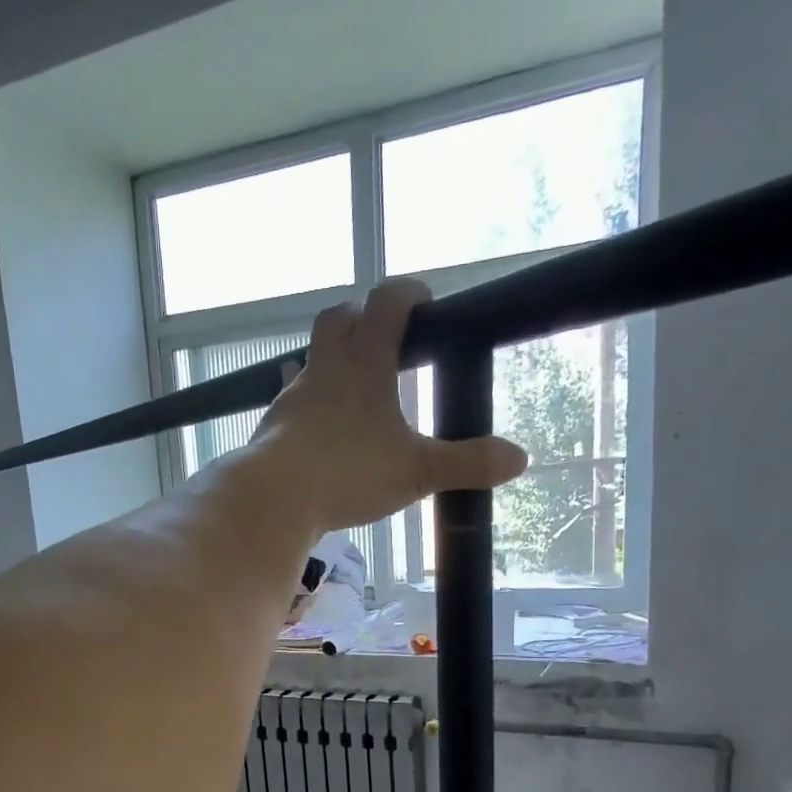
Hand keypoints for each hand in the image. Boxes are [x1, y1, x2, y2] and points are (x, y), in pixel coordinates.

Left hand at [248, 279, 526, 531]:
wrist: (274, 498)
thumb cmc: (349, 473)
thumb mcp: (418, 471)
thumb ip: (467, 463)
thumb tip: (519, 459)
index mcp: (364, 364)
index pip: (387, 302)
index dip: (408, 293)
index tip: (425, 302)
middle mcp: (325, 370)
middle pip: (337, 319)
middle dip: (361, 318)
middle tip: (382, 339)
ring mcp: (293, 397)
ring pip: (309, 359)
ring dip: (329, 361)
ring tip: (349, 385)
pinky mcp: (272, 426)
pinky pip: (289, 400)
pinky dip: (306, 403)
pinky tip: (314, 426)